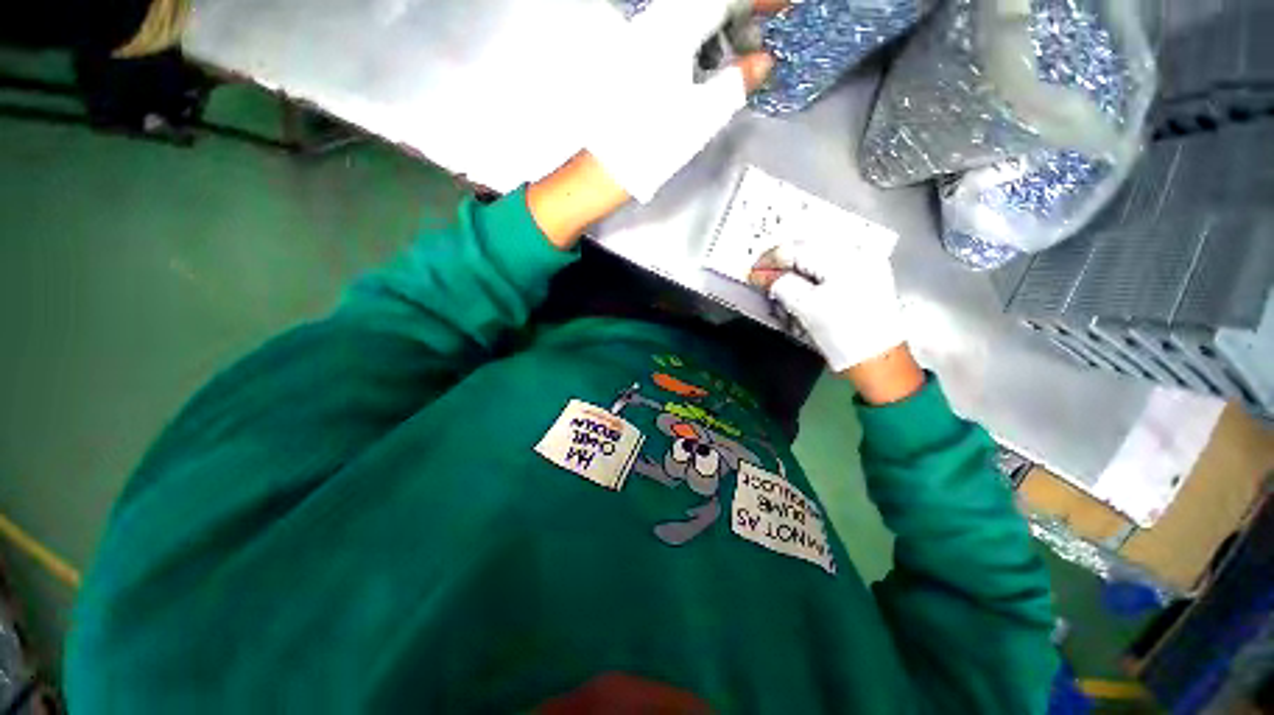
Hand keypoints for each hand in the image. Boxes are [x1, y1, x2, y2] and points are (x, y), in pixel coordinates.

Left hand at [586, 0, 779, 202]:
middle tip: (759, 42)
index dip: (761, 1)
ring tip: (735, 61)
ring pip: (691, 18)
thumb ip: (738, 82)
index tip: (786, 7)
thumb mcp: (703, 115)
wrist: (607, 166)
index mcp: (676, 29)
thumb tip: (763, 61)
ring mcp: (643, 39)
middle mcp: (657, 24)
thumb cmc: (655, 143)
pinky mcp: (636, 58)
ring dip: (720, 32)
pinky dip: (699, 46)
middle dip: (740, 16)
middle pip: (708, 4)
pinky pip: (676, 36)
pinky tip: (706, 70)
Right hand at [749, 239, 923, 403]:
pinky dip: (813, 271)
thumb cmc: (842, 335)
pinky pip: (833, 264)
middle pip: (810, 247)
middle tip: (764, 276)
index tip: (753, 271)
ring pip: (820, 254)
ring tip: (781, 280)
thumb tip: (762, 275)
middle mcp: (859, 253)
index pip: (797, 249)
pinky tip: (804, 282)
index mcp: (844, 259)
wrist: (877, 359)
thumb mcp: (805, 308)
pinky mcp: (869, 275)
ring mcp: (867, 263)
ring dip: (797, 266)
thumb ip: (781, 285)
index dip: (770, 259)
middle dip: (784, 261)